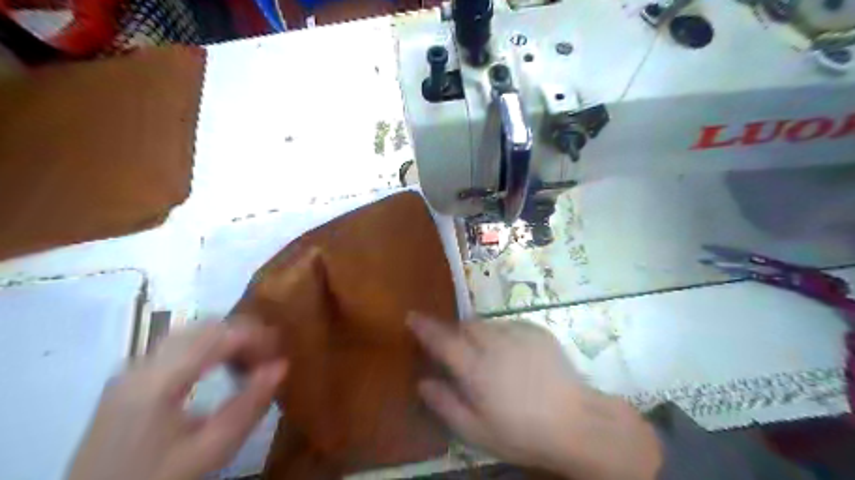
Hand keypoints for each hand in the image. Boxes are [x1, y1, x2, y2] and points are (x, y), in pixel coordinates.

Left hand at [67, 320, 286, 479]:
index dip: (257, 336)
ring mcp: (132, 368)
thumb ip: (249, 406)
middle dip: (244, 333)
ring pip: (191, 331)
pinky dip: (208, 346)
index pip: (218, 334)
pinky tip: (221, 368)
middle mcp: (142, 364)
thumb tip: (282, 365)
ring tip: (250, 361)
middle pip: (204, 326)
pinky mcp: (131, 377)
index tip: (281, 352)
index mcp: (158, 380)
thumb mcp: (211, 450)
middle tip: (270, 356)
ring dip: (227, 338)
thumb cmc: (158, 478)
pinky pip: (178, 345)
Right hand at [410, 315, 662, 479]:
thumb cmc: (522, 433)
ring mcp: (518, 333)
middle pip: (465, 325)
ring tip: (489, 357)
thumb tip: (423, 382)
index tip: (412, 316)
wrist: (576, 422)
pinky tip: (512, 355)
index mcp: (476, 368)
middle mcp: (494, 343)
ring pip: (487, 324)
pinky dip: (501, 334)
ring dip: (479, 334)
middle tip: (459, 351)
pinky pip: (509, 325)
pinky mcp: (537, 331)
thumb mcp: (476, 431)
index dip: (424, 327)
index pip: (442, 340)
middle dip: (456, 332)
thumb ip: (445, 404)